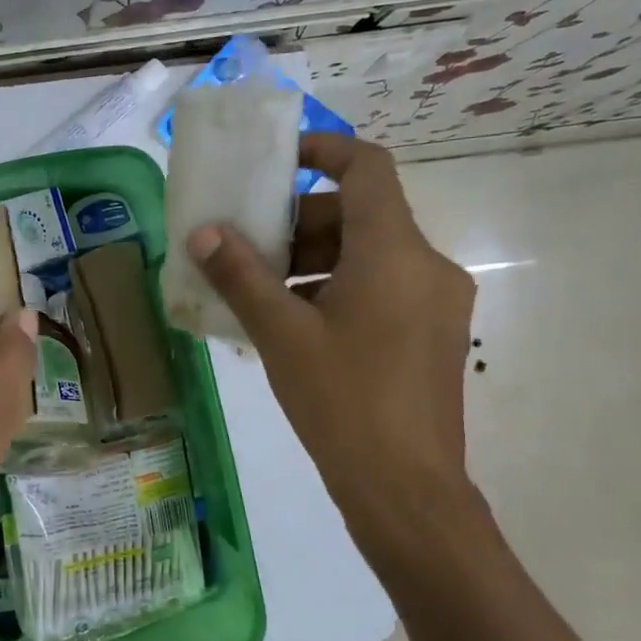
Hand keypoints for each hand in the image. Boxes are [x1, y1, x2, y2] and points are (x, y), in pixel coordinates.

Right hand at [186, 133, 481, 564]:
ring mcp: (436, 303)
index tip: (277, 160)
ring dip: (315, 259)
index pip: (367, 168)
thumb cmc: (342, 402)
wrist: (406, 490)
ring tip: (263, 292)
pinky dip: (337, 288)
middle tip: (250, 247)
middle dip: (302, 221)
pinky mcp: (433, 335)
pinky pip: (381, 288)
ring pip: (370, 254)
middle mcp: (428, 266)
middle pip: (362, 214)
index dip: (323, 150)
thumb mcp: (281, 334)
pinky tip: (295, 325)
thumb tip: (203, 233)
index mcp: (396, 253)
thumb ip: (241, 276)